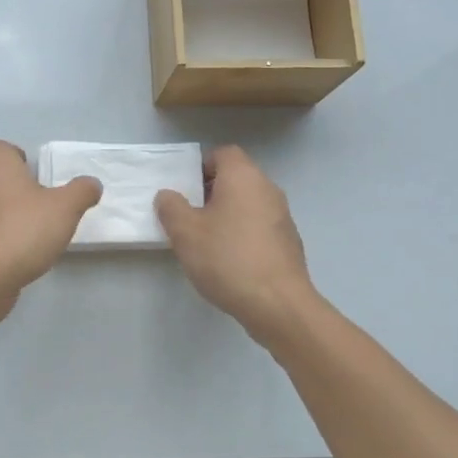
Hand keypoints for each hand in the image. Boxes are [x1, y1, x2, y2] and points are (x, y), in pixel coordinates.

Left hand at [0, 140, 101, 313]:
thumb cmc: (23, 229)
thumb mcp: (65, 208)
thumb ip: (81, 191)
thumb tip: (92, 184)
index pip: (3, 148)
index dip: (21, 160)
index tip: (39, 180)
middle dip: (12, 185)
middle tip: (37, 204)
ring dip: (1, 210)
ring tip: (27, 230)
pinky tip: (10, 251)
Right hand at [155, 146, 317, 342]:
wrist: (278, 304)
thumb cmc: (227, 258)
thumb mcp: (185, 233)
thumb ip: (171, 208)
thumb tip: (168, 195)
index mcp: (243, 177)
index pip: (223, 153)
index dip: (201, 166)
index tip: (185, 189)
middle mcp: (267, 189)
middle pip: (237, 177)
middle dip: (211, 192)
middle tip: (189, 216)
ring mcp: (283, 216)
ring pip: (249, 203)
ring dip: (228, 215)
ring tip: (206, 241)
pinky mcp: (289, 242)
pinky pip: (260, 226)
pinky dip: (244, 234)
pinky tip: (230, 260)